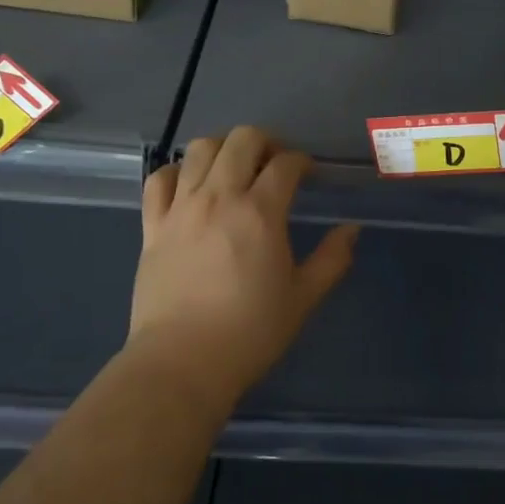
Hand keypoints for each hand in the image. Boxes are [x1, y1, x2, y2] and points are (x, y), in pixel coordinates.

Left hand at [129, 126, 358, 408]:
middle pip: (242, 140)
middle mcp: (220, 198)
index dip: (301, 162)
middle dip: (265, 142)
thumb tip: (351, 229)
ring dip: (223, 149)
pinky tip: (189, 186)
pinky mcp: (153, 226)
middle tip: (274, 164)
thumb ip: (331, 259)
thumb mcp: (303, 298)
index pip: (285, 164)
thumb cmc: (250, 332)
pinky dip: (177, 172)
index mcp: (260, 212)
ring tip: (233, 169)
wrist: (181, 363)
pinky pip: (159, 179)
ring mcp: (181, 208)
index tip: (308, 175)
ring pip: (200, 149)